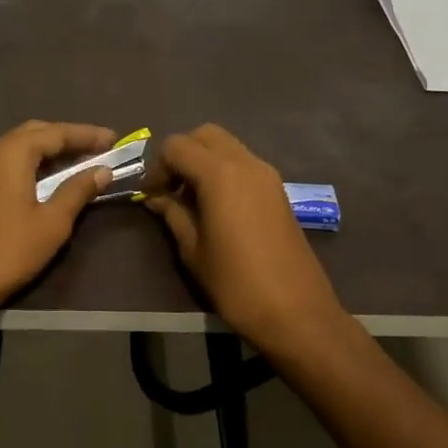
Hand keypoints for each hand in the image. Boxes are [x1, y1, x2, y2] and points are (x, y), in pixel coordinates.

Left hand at [0, 121, 117, 313]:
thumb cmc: (10, 249)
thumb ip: (78, 190)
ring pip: (21, 147)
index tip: (114, 139)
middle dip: (68, 137)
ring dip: (50, 150)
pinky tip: (51, 178)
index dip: (87, 135)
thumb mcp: (53, 221)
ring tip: (80, 161)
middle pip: (36, 133)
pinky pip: (10, 162)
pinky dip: (34, 163)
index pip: (56, 132)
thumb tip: (102, 171)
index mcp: (12, 152)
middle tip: (98, 148)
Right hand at [144, 124, 353, 359]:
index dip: (158, 166)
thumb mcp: (193, 249)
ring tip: (192, 199)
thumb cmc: (235, 283)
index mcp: (220, 174)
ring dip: (204, 161)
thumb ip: (172, 214)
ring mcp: (267, 175)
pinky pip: (244, 164)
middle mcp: (246, 163)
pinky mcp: (278, 190)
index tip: (152, 195)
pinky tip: (216, 207)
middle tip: (171, 188)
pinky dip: (224, 171)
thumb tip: (155, 198)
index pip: (177, 146)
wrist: (295, 311)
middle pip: (205, 135)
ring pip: (227, 146)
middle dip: (182, 154)